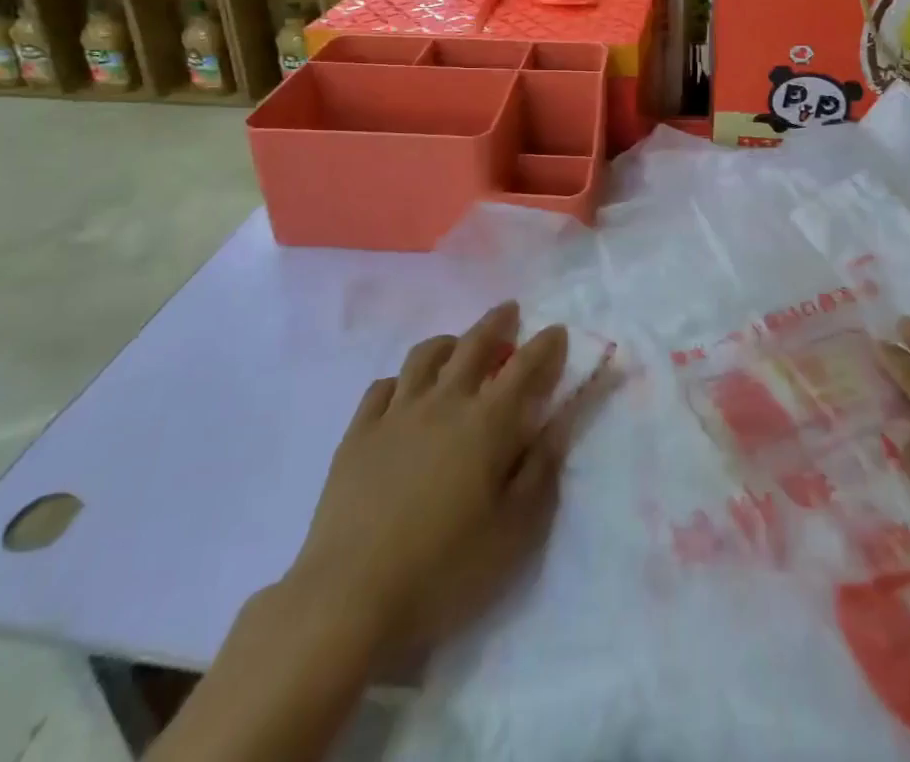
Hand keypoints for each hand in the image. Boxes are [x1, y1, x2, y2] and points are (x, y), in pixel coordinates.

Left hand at [283, 302, 573, 666]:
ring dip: (450, 342)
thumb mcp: (515, 532)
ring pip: (426, 356)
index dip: (545, 345)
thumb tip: (559, 422)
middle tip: (509, 312)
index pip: (525, 367)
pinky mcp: (359, 433)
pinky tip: (406, 390)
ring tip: (458, 346)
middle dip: (497, 323)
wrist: (350, 597)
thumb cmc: (445, 569)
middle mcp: (444, 402)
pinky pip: (383, 386)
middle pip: (474, 344)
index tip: (557, 332)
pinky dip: (403, 379)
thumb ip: (541, 470)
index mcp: (487, 422)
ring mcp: (396, 413)